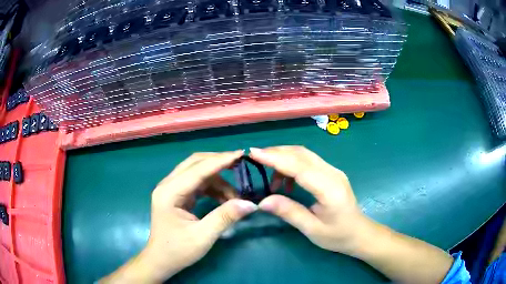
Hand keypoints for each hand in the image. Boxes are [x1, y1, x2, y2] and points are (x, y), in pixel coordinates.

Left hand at [101, 151, 257, 282]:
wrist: (161, 260)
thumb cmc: (177, 251)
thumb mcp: (203, 237)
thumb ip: (225, 217)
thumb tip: (250, 203)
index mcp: (169, 192)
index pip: (198, 169)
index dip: (221, 160)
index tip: (242, 154)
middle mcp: (168, 185)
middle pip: (195, 163)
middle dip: (219, 163)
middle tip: (241, 166)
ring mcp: (171, 189)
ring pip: (197, 172)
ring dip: (218, 180)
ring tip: (235, 196)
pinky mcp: (177, 195)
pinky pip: (197, 184)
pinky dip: (213, 188)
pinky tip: (224, 200)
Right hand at [250, 146, 369, 255]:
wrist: (359, 233)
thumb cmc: (338, 235)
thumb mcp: (312, 229)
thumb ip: (289, 212)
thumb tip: (263, 201)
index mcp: (329, 188)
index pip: (299, 166)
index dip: (275, 158)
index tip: (253, 152)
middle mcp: (332, 173)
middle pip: (301, 153)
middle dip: (276, 152)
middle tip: (255, 158)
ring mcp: (333, 171)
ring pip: (305, 155)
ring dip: (284, 158)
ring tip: (270, 179)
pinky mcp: (331, 173)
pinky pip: (309, 162)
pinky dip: (293, 165)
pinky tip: (286, 183)